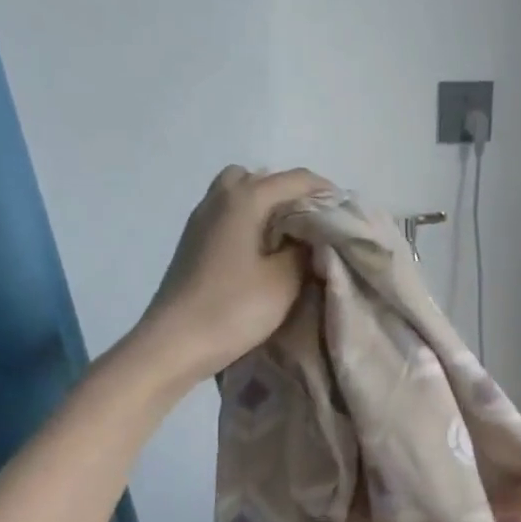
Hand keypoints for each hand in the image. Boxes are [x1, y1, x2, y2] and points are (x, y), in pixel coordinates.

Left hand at [136, 165, 330, 382]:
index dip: (324, 190)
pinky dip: (248, 222)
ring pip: (238, 195)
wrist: (174, 343)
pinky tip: (261, 253)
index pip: (294, 179)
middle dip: (289, 193)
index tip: (346, 211)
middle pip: (259, 177)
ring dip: (265, 208)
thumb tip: (310, 236)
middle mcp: (219, 199)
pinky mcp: (192, 243)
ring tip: (287, 239)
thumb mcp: (284, 281)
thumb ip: (304, 250)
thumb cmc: (233, 308)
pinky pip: (226, 215)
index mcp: (244, 200)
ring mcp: (200, 220)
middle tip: (310, 222)